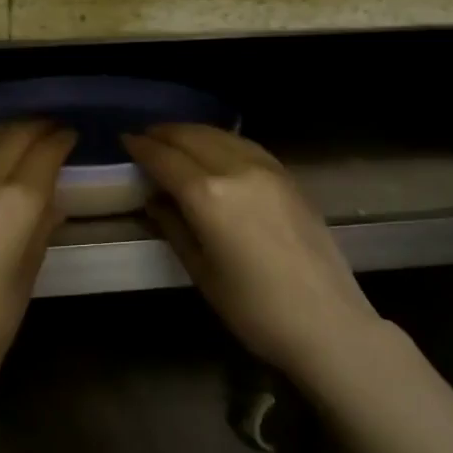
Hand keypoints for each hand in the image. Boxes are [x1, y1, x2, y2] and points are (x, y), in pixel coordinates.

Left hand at [0, 120, 74, 403]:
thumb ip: (40, 230)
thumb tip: (50, 202)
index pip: (46, 151)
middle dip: (38, 126)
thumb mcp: (26, 278)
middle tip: (52, 129)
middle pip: (15, 134)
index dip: (62, 139)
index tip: (71, 136)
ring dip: (7, 130)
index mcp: (16, 203)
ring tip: (21, 134)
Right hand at [123, 124, 384, 383]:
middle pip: (192, 137)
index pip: (165, 159)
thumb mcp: (201, 272)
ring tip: (174, 137)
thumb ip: (174, 226)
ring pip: (219, 134)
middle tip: (145, 136)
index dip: (142, 148)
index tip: (125, 140)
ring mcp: (266, 168)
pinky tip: (214, 146)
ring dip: (192, 131)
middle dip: (164, 133)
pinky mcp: (287, 175)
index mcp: (208, 195)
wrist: (326, 321)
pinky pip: (245, 144)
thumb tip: (154, 199)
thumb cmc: (254, 309)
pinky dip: (221, 139)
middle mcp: (235, 169)